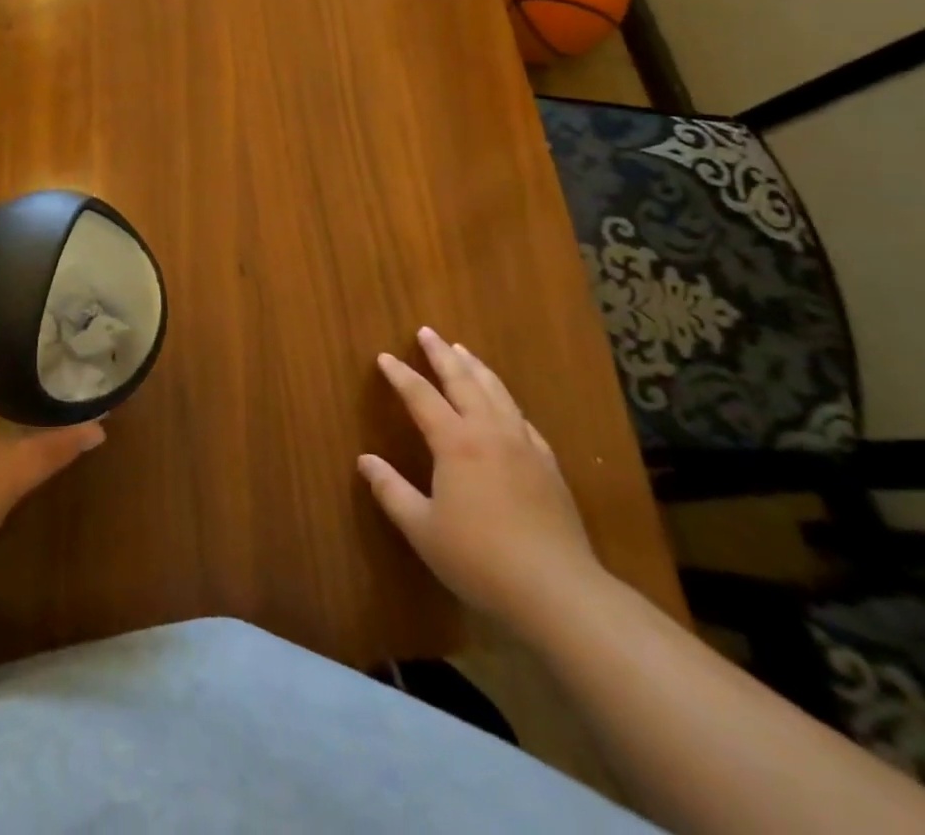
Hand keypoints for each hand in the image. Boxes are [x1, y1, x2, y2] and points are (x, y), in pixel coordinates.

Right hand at [358, 327, 606, 634]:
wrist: (559, 592)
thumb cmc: (480, 559)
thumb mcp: (422, 529)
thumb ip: (391, 491)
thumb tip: (365, 461)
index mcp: (456, 443)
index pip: (421, 396)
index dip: (401, 376)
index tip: (385, 357)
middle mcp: (490, 434)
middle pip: (464, 382)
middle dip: (442, 355)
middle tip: (428, 332)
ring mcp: (524, 448)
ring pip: (498, 394)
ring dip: (477, 369)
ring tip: (464, 351)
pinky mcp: (549, 468)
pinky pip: (523, 420)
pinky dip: (507, 401)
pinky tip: (506, 405)